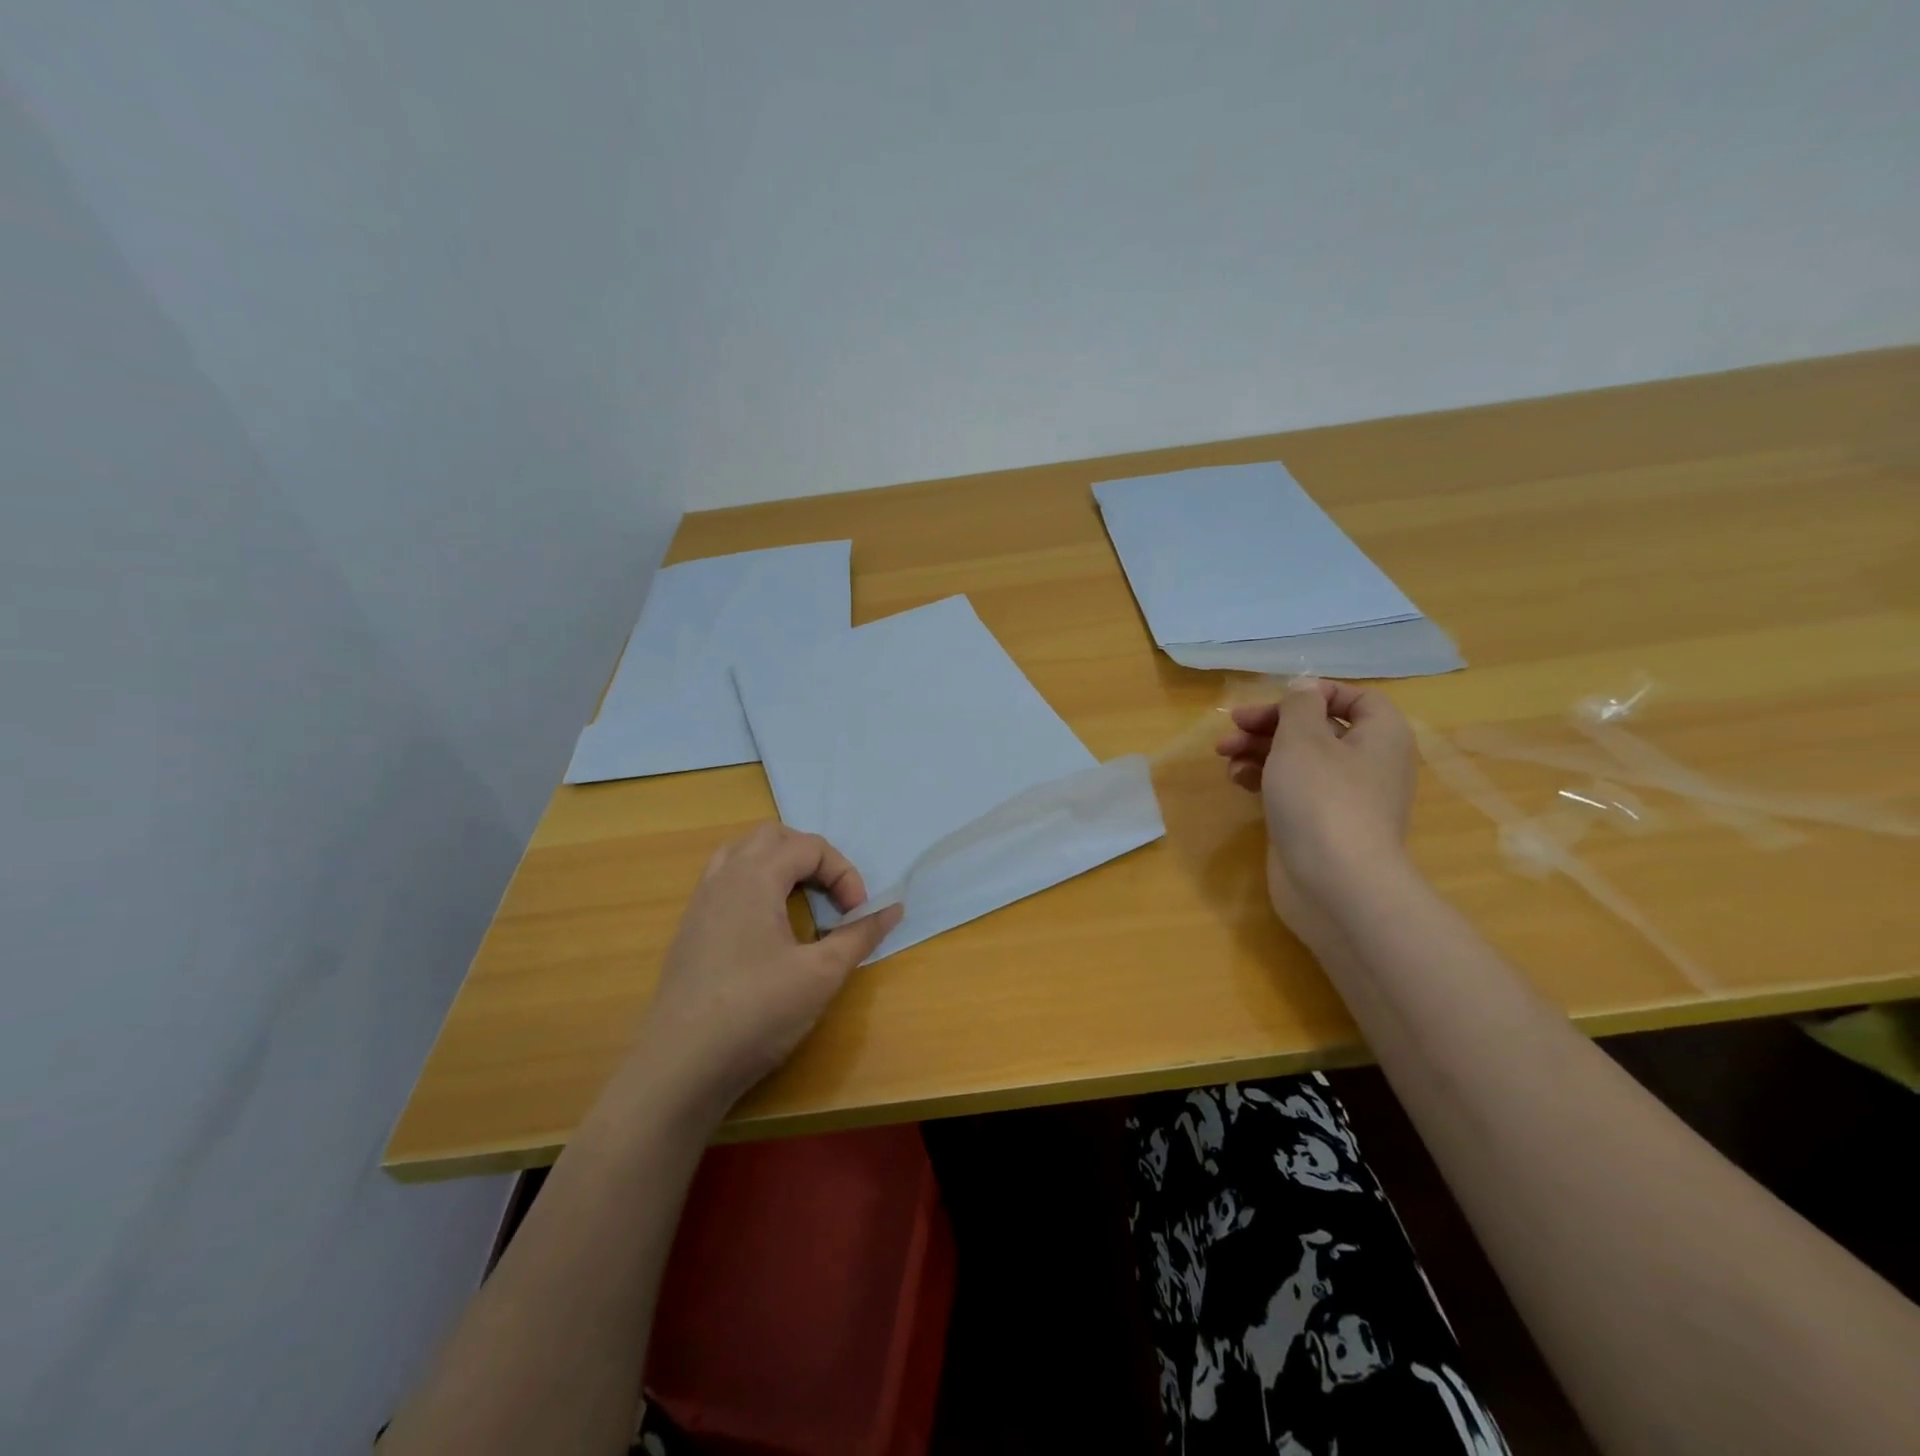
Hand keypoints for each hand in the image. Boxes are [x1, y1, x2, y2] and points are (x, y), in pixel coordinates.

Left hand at [633, 823, 902, 1115]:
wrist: (679, 1068)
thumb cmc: (756, 1012)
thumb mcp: (822, 973)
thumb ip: (860, 935)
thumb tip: (893, 909)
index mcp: (754, 876)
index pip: (809, 846)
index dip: (844, 873)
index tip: (858, 913)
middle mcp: (723, 877)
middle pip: (773, 837)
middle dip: (811, 858)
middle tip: (832, 896)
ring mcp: (700, 903)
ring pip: (743, 855)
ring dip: (779, 867)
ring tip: (801, 902)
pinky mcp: (690, 931)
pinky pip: (726, 882)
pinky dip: (756, 886)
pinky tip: (768, 930)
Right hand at [1215, 678, 1415, 922]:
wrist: (1335, 884)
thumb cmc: (1322, 798)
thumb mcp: (1303, 738)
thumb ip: (1299, 705)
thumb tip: (1304, 688)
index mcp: (1381, 737)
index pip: (1357, 699)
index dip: (1316, 693)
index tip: (1276, 699)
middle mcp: (1368, 765)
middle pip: (1319, 729)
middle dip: (1272, 723)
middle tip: (1234, 724)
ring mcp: (1343, 799)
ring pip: (1299, 760)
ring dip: (1260, 750)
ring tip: (1224, 753)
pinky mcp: (1318, 826)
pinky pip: (1292, 791)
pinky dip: (1264, 780)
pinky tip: (1236, 780)